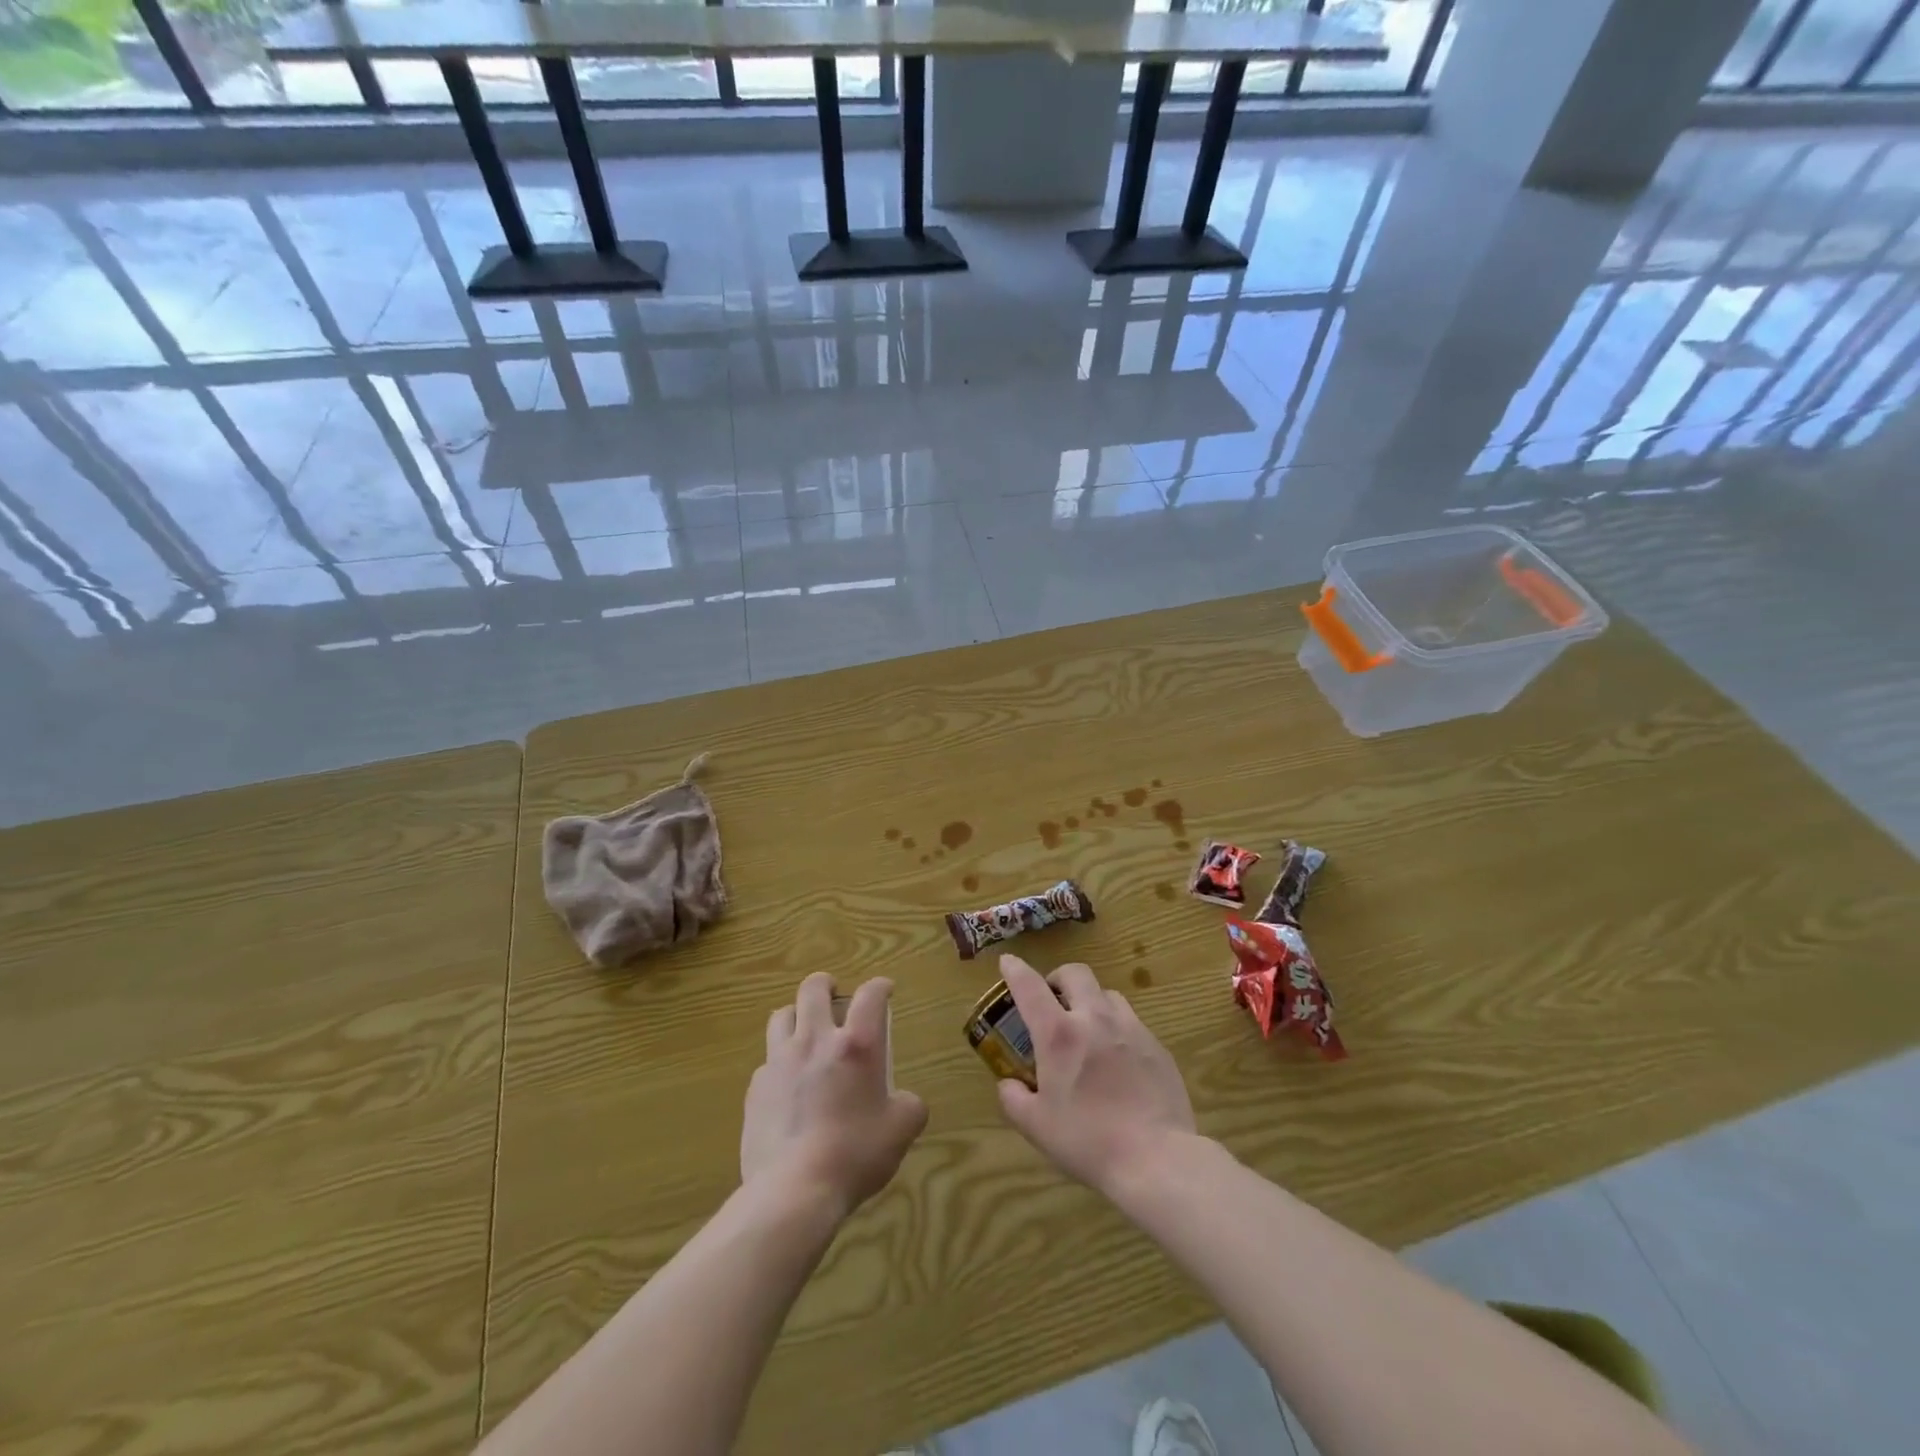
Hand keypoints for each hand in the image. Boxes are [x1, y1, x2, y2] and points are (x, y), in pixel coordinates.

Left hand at [742, 972, 926, 1220]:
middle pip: (813, 989)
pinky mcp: (756, 1088)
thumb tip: (906, 1101)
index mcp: (856, 1045)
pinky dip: (779, 1063)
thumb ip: (909, 1106)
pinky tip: (787, 1086)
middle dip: (826, 984)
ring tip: (805, 1030)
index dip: (880, 986)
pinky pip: (767, 1061)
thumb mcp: (900, 1131)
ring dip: (796, 1015)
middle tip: (834, 995)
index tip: (885, 991)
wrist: (793, 1191)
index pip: (870, 995)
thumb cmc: (854, 1154)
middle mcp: (815, 1040)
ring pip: (782, 1016)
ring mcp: (779, 1061)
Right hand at [994, 955, 1196, 1194]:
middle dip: (1058, 978)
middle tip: (1052, 999)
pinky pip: (1131, 1022)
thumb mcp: (1036, 1127)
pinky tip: (1117, 1058)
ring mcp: (1130, 1028)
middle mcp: (1094, 1018)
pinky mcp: (1156, 1045)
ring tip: (1087, 1027)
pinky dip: (1116, 1028)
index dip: (1015, 969)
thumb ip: (1014, 1099)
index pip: (1030, 986)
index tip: (1007, 962)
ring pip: (1107, 994)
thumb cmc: (1088, 1141)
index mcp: (1059, 1034)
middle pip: (1075, 973)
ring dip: (1091, 1001)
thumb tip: (1009, 1084)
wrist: (1156, 1158)